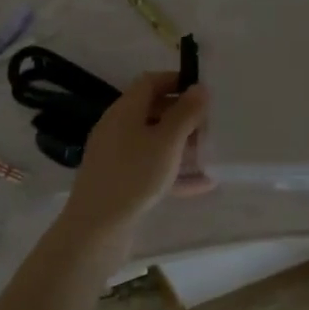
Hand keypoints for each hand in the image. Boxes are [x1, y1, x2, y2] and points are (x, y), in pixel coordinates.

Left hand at [60, 73, 209, 238]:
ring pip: (154, 142)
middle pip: (152, 111)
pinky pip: (152, 169)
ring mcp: (117, 157)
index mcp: (125, 110)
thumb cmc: (134, 176)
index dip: (176, 80)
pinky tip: (203, 184)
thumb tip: (199, 87)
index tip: (203, 90)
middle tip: (211, 122)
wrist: (96, 228)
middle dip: (183, 115)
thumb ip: (186, 113)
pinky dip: (175, 172)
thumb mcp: (167, 141)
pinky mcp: (120, 182)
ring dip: (182, 144)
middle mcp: (117, 128)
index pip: (150, 81)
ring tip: (211, 151)